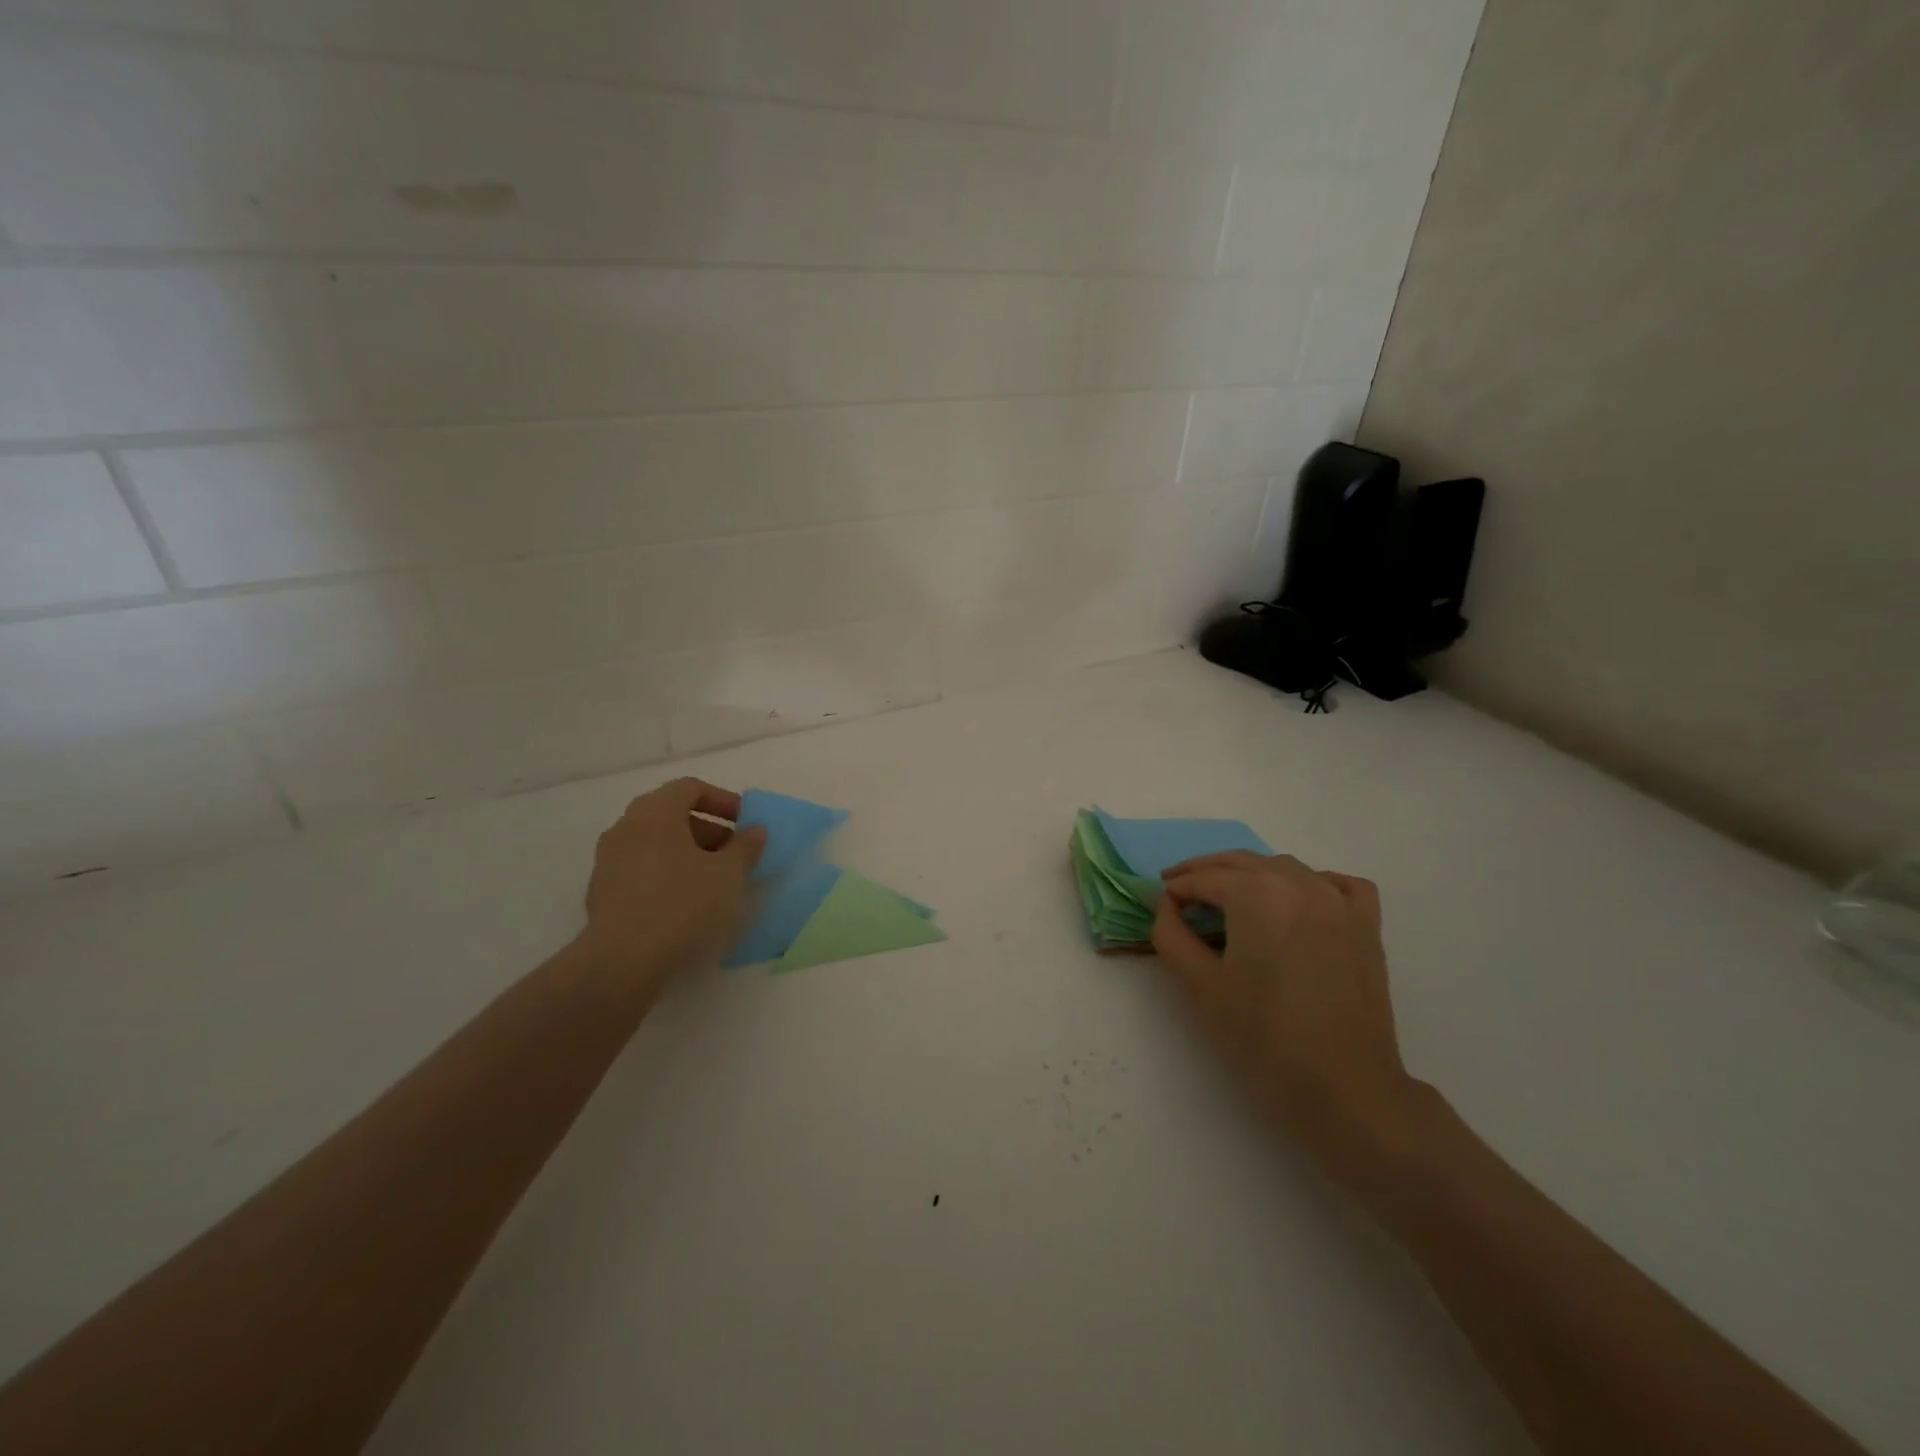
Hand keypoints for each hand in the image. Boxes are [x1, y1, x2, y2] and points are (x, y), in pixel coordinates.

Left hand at [580, 778, 765, 979]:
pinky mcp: (602, 893)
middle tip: (734, 854)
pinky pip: (642, 871)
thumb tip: (755, 830)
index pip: (690, 788)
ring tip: (714, 882)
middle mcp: (626, 827)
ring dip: (687, 855)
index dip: (723, 801)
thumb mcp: (729, 873)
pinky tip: (687, 904)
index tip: (745, 823)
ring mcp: (608, 861)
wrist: (623, 961)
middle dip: (708, 830)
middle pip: (671, 815)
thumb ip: (746, 846)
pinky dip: (667, 876)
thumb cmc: (682, 904)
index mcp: (655, 811)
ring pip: (655, 844)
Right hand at [1152, 852, 1420, 1162]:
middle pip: (1241, 862)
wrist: (1344, 1089)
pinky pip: (1337, 884)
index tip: (1160, 901)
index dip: (1176, 887)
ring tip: (1228, 898)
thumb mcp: (1199, 986)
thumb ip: (1171, 934)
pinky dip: (1311, 882)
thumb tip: (1166, 903)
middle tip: (1179, 889)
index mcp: (1256, 895)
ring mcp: (1339, 902)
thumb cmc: (1263, 1038)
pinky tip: (1298, 901)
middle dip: (1206, 872)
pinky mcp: (1367, 926)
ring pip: (1284, 867)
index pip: (1204, 878)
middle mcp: (1298, 884)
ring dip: (1250, 874)